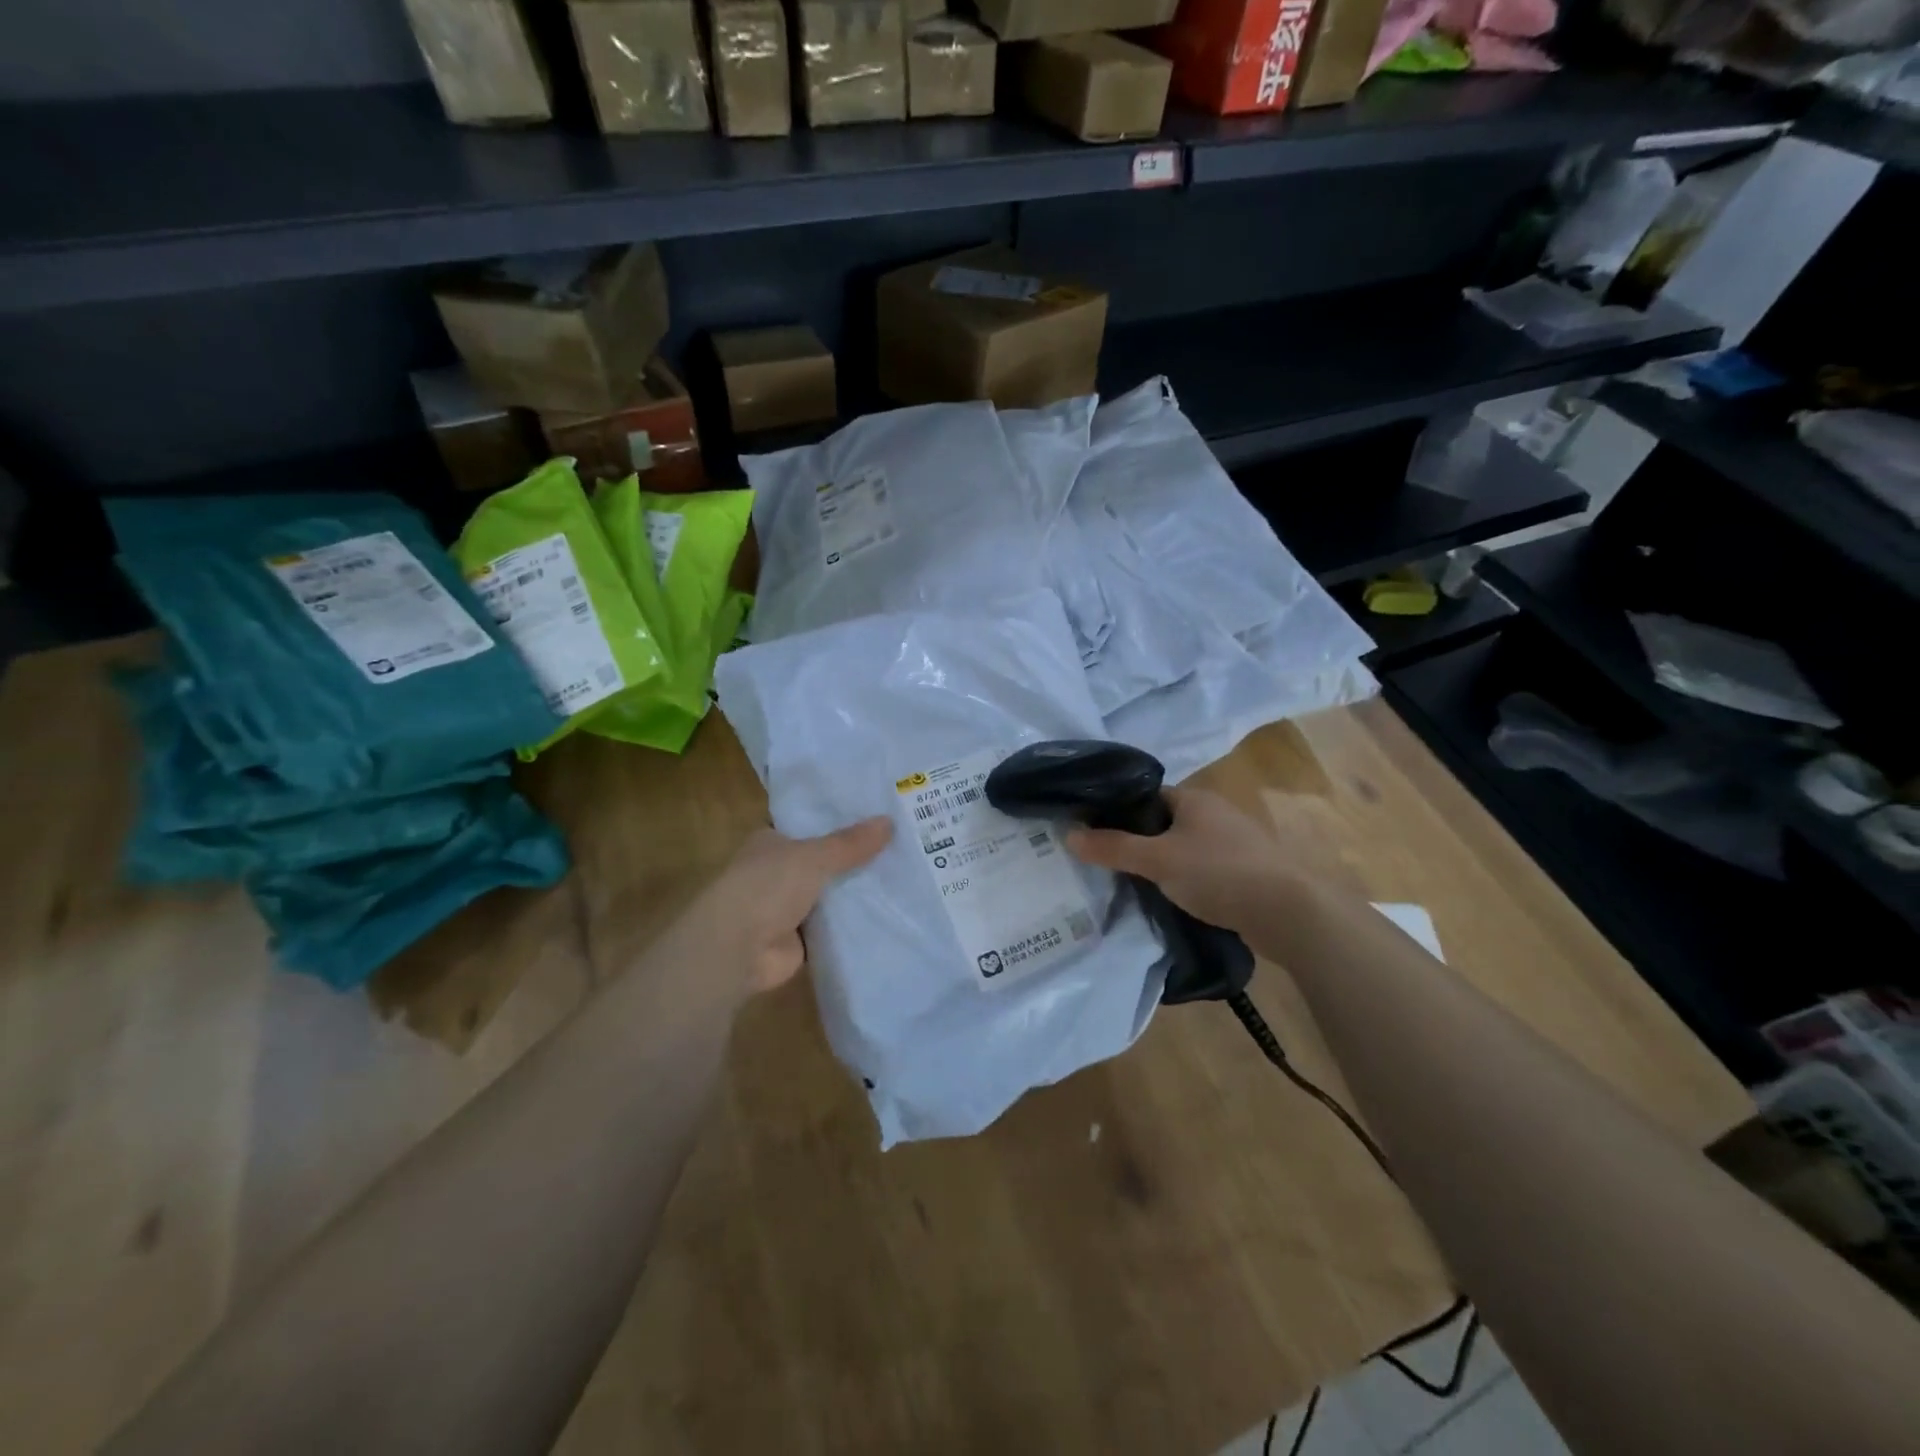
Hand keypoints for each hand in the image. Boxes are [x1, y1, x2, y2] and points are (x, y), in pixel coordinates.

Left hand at [703, 818, 892, 992]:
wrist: (738, 948)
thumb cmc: (767, 886)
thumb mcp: (814, 856)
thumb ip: (850, 843)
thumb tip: (889, 822)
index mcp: (771, 842)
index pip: (809, 826)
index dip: (839, 822)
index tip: (877, 818)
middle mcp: (777, 871)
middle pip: (824, 861)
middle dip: (855, 858)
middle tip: (901, 847)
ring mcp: (787, 907)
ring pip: (830, 894)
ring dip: (856, 892)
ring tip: (904, 877)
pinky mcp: (799, 939)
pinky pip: (834, 926)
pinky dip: (853, 923)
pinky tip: (889, 913)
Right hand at [1065, 788, 1287, 937]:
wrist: (1287, 911)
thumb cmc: (1218, 872)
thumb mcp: (1156, 859)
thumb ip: (1112, 848)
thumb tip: (1068, 834)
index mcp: (1194, 798)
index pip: (1145, 796)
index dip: (1117, 812)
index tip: (1093, 833)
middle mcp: (1214, 812)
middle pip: (1163, 822)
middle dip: (1137, 841)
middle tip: (1106, 862)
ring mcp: (1232, 842)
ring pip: (1182, 847)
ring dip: (1161, 863)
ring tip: (1132, 883)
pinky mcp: (1243, 871)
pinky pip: (1201, 869)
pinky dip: (1184, 880)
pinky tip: (1170, 898)